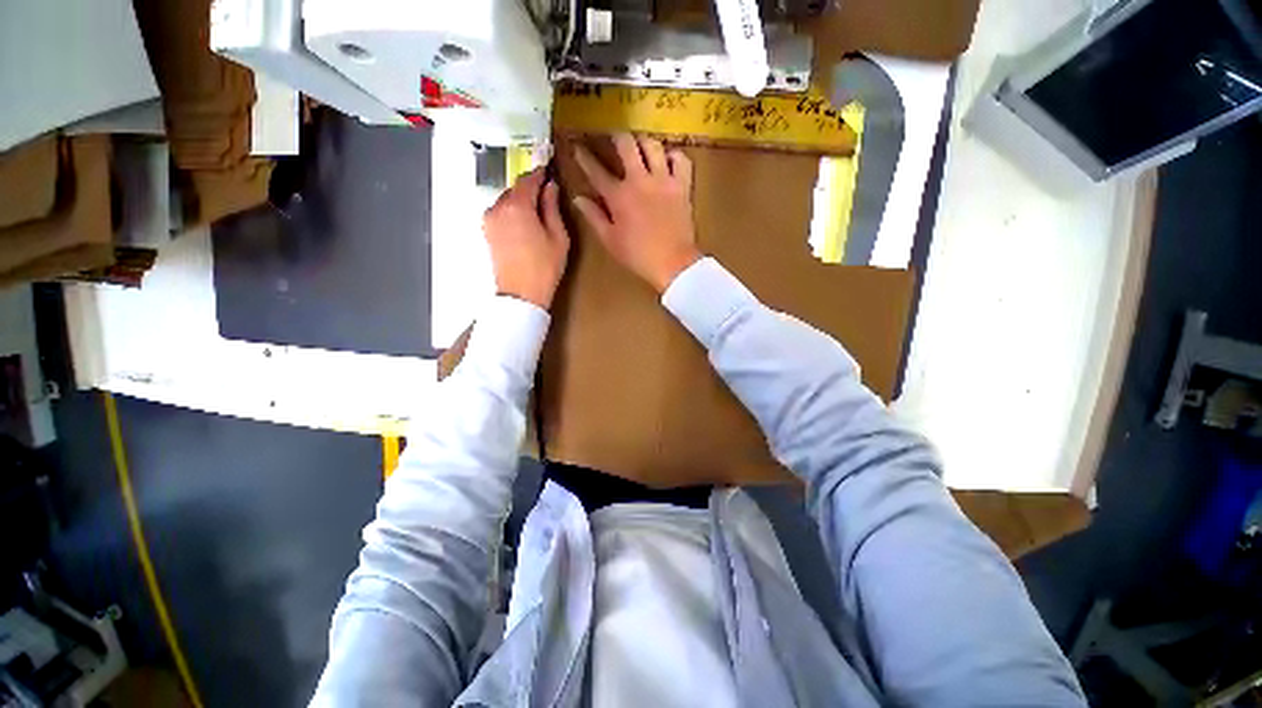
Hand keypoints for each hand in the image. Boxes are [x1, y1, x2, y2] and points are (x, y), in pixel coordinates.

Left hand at [482, 166, 569, 309]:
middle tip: (547, 193)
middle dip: (530, 188)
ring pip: (507, 200)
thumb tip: (550, 186)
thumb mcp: (558, 237)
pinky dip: (513, 211)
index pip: (528, 179)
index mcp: (518, 206)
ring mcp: (489, 219)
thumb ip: (552, 208)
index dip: (540, 173)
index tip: (550, 169)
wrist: (521, 295)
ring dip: (521, 200)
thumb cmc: (545, 267)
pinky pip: (501, 212)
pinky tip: (525, 223)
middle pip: (515, 188)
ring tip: (537, 211)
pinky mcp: (487, 231)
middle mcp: (498, 207)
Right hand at [573, 134, 701, 293]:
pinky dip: (673, 155)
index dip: (584, 157)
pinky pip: (681, 159)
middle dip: (616, 136)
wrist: (673, 263)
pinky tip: (667, 160)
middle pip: (626, 144)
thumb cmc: (638, 255)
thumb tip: (578, 198)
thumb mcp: (610, 240)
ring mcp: (663, 180)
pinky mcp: (683, 186)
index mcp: (618, 196)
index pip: (596, 170)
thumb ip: (593, 217)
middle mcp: (640, 180)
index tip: (577, 146)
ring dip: (644, 142)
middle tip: (613, 138)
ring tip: (640, 146)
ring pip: (653, 145)